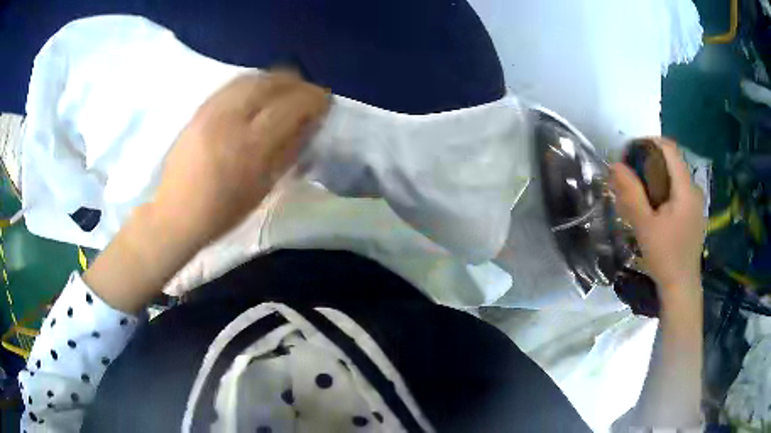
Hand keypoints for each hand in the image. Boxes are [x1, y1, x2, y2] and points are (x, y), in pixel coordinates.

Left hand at [154, 72, 329, 246]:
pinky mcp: (200, 109)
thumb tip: (309, 123)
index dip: (314, 98)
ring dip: (276, 80)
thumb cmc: (222, 211)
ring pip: (252, 78)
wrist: (175, 213)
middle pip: (272, 82)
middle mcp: (230, 119)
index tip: (325, 102)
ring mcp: (212, 110)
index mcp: (250, 147)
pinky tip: (259, 93)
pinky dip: (254, 82)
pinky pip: (233, 84)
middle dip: (297, 84)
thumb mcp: (263, 188)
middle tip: (308, 95)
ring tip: (286, 92)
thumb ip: (289, 151)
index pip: (291, 106)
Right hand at [610, 137, 705, 301]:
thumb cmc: (665, 258)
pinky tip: (653, 209)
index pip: (669, 148)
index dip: (648, 143)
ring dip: (655, 177)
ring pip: (674, 177)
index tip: (630, 153)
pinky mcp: (693, 214)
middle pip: (671, 162)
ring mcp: (695, 203)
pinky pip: (677, 192)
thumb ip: (631, 193)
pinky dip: (663, 191)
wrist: (682, 288)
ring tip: (638, 194)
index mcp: (685, 188)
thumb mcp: (645, 226)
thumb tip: (615, 164)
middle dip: (648, 162)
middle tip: (629, 177)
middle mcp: (693, 190)